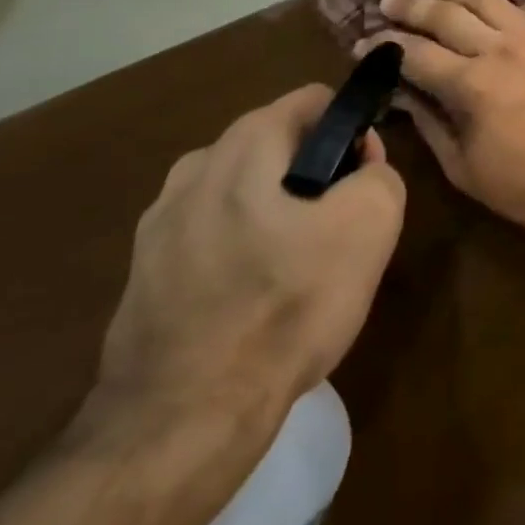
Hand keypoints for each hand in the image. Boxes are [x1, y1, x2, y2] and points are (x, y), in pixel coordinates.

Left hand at [88, 85, 404, 442]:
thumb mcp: (370, 226)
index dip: (352, 131)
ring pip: (244, 193)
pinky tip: (254, 302)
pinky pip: (212, 238)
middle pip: (278, 146)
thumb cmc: (285, 306)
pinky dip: (241, 252)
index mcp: (244, 143)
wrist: (181, 423)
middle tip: (338, 231)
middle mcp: (194, 167)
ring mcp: (159, 224)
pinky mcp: (143, 275)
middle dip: (316, 174)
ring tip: (298, 270)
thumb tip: (361, 170)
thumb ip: (381, 175)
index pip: (314, 101)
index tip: (363, 180)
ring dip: (277, 213)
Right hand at [359, 0, 524, 247]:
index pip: (415, 54)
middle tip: (385, 1)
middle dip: (409, 6)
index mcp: (471, 85)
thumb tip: (402, 95)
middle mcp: (497, 49)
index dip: (384, 46)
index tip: (362, 44)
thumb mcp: (467, 169)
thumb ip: (431, 125)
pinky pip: (514, 5)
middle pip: (444, 14)